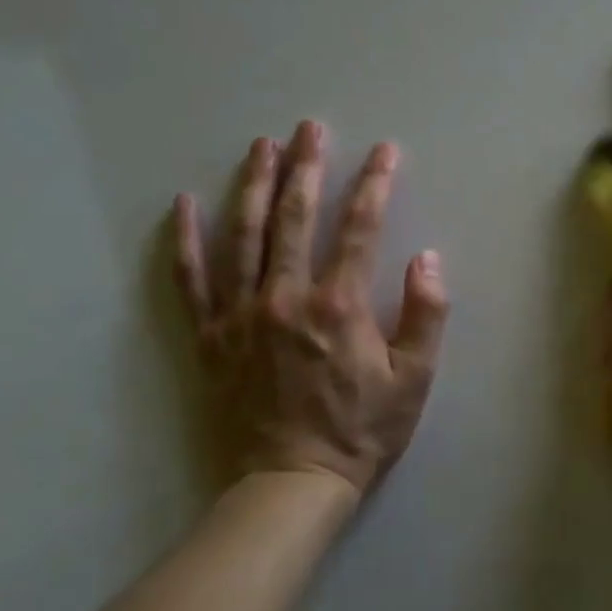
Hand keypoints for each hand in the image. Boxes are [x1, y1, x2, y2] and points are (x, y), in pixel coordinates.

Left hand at [172, 120, 448, 508]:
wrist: (292, 482)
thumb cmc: (363, 429)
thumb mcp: (415, 377)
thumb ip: (426, 314)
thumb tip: (427, 258)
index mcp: (338, 305)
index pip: (359, 228)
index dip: (374, 185)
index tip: (385, 152)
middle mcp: (285, 298)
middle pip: (294, 218)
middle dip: (306, 167)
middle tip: (311, 128)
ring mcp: (241, 315)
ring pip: (243, 236)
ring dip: (253, 185)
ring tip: (261, 146)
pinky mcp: (211, 337)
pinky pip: (192, 280)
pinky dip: (187, 240)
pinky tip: (184, 205)